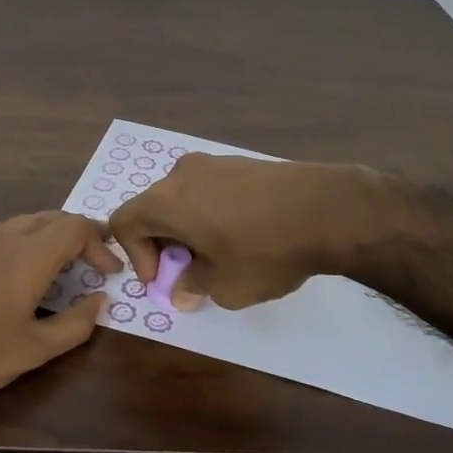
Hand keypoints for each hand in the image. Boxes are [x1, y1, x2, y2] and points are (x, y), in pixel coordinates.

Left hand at [0, 212, 120, 416]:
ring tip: (57, 267)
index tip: (109, 271)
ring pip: (23, 222)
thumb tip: (100, 300)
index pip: (76, 227)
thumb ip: (75, 324)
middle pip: (52, 218)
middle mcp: (2, 235)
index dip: (99, 244)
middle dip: (78, 237)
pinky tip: (12, 269)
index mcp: (28, 255)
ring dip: (48, 237)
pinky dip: (19, 240)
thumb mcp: (32, 351)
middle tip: (92, 264)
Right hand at [106, 154, 388, 309]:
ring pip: (184, 198)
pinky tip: (244, 234)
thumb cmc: (264, 251)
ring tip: (219, 254)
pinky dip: (212, 213)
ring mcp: (215, 163)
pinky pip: (211, 190)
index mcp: (166, 200)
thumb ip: (193, 285)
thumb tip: (182, 290)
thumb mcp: (224, 285)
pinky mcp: (243, 162)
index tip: (164, 279)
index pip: (125, 222)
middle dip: (164, 243)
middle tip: (189, 271)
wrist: (328, 209)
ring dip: (189, 228)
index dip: (136, 256)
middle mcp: (183, 174)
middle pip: (154, 208)